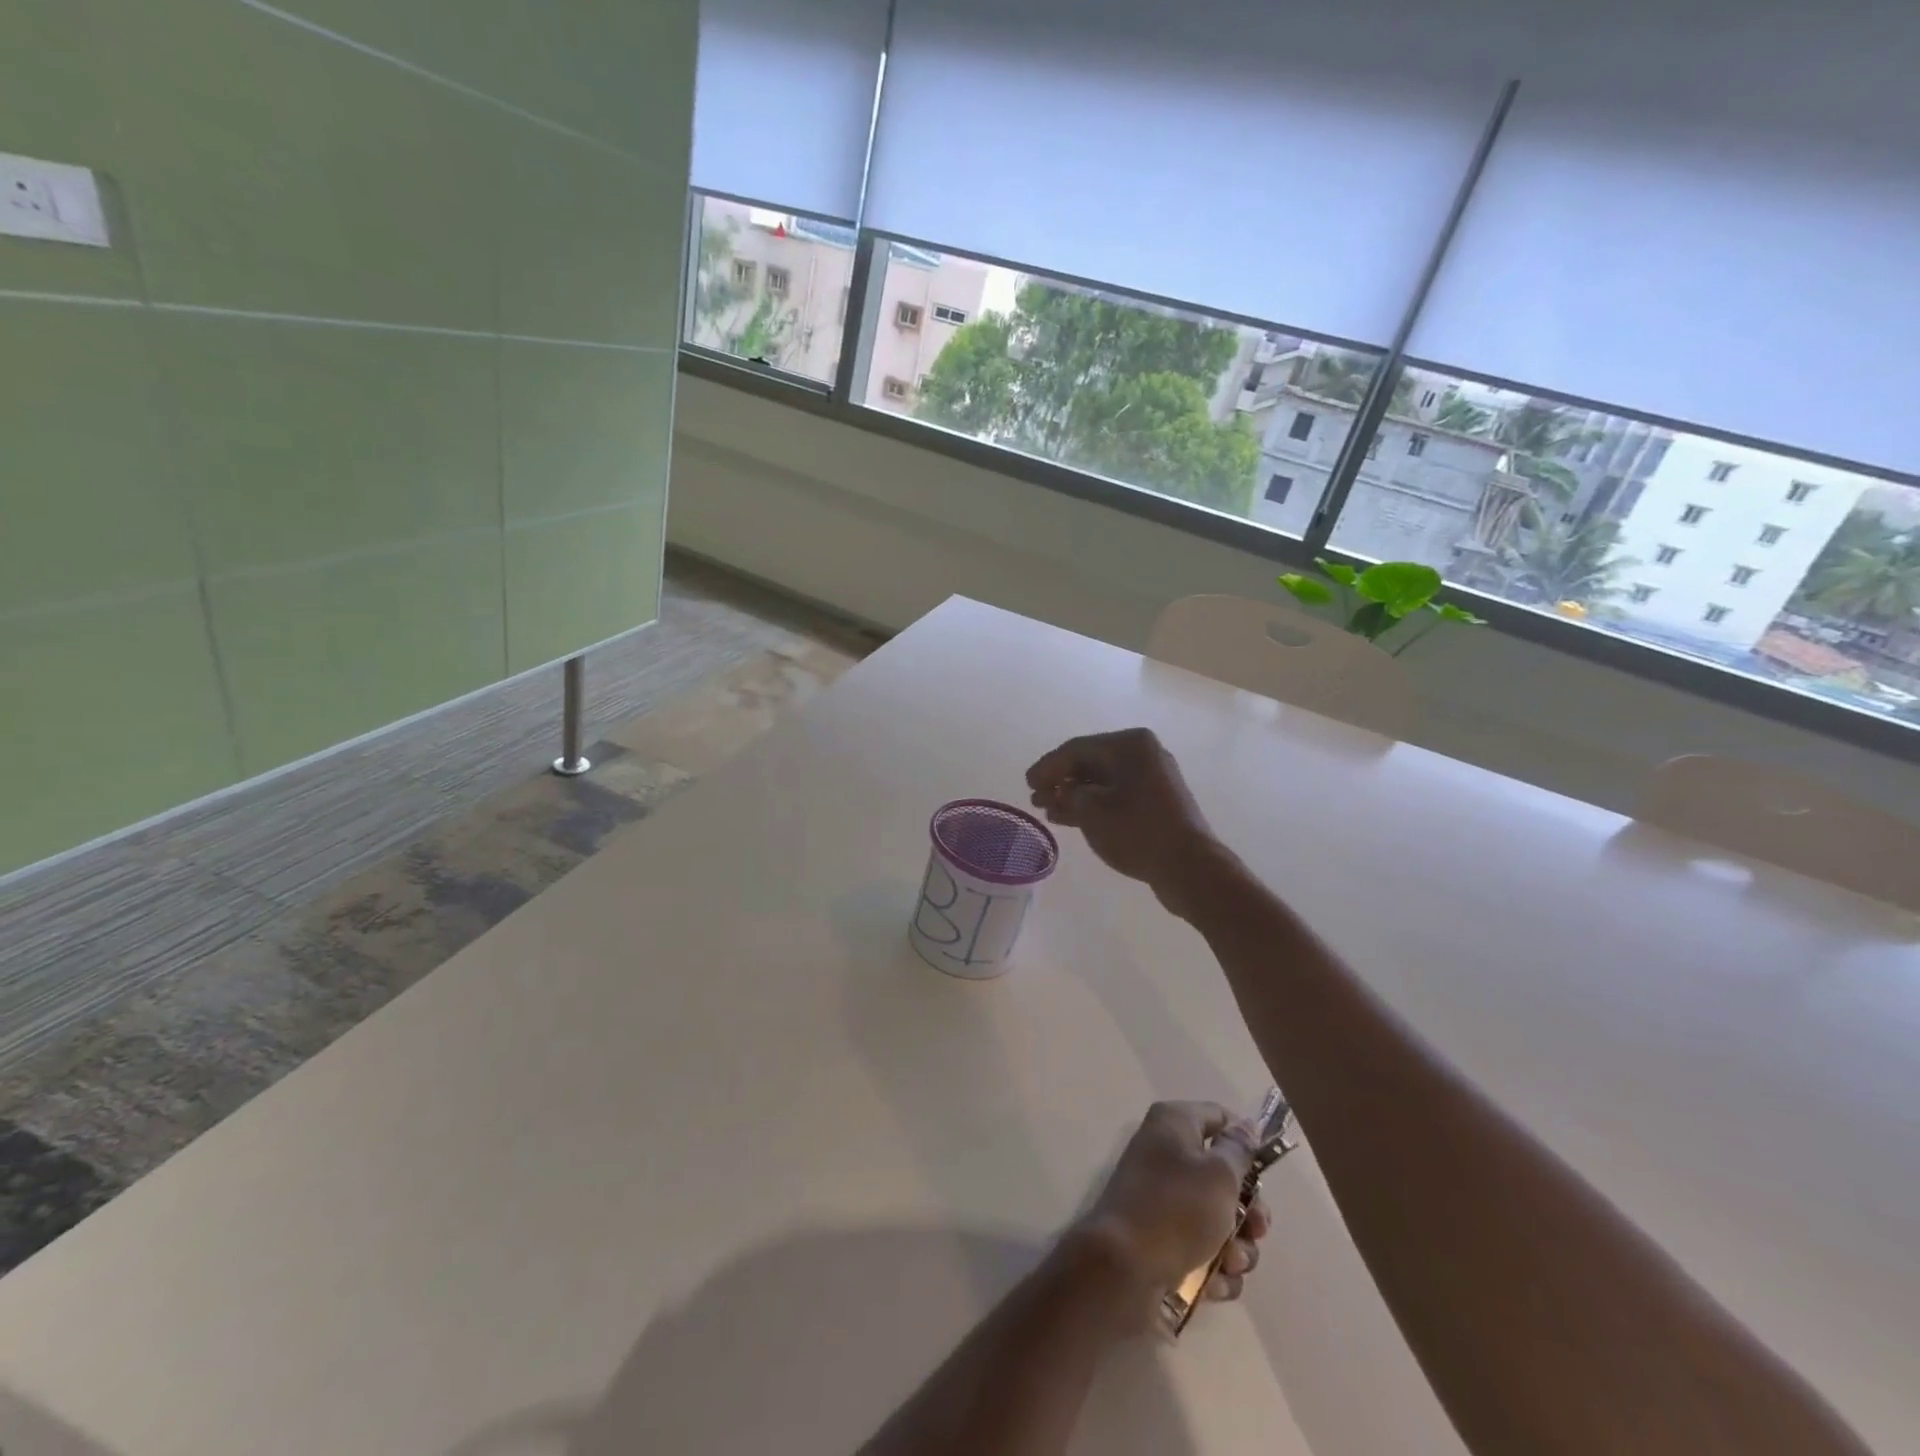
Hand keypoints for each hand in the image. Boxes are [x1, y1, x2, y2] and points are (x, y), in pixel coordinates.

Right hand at [1026, 729, 1223, 915]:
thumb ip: (1068, 794)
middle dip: (1060, 781)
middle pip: (1090, 762)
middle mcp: (1142, 753)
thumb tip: (1063, 792)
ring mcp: (1152, 778)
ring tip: (1048, 810)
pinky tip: (1068, 818)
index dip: (1048, 766)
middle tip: (1035, 798)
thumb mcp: (1092, 810)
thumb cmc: (1138, 831)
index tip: (1027, 783)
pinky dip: (1092, 805)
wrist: (1189, 867)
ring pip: (1102, 781)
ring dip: (1073, 794)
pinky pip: (1115, 795)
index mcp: (1130, 745)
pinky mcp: (1155, 801)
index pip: (1076, 749)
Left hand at [1073, 1101, 1269, 1320]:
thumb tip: (1245, 1126)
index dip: (1245, 1142)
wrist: (1123, 1268)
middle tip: (1256, 1231)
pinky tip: (1213, 1283)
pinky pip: (1204, 1250)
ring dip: (1235, 1247)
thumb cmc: (1176, 1209)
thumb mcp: (1218, 1175)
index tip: (1266, 1174)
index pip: (1219, 1117)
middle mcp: (1167, 1154)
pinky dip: (1214, 1268)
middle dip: (1248, 1211)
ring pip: (1219, 1220)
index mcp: (1174, 1124)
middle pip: (1224, 1176)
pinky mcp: (1163, 1239)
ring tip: (1230, 1262)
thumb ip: (1238, 1151)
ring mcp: (1164, 1199)